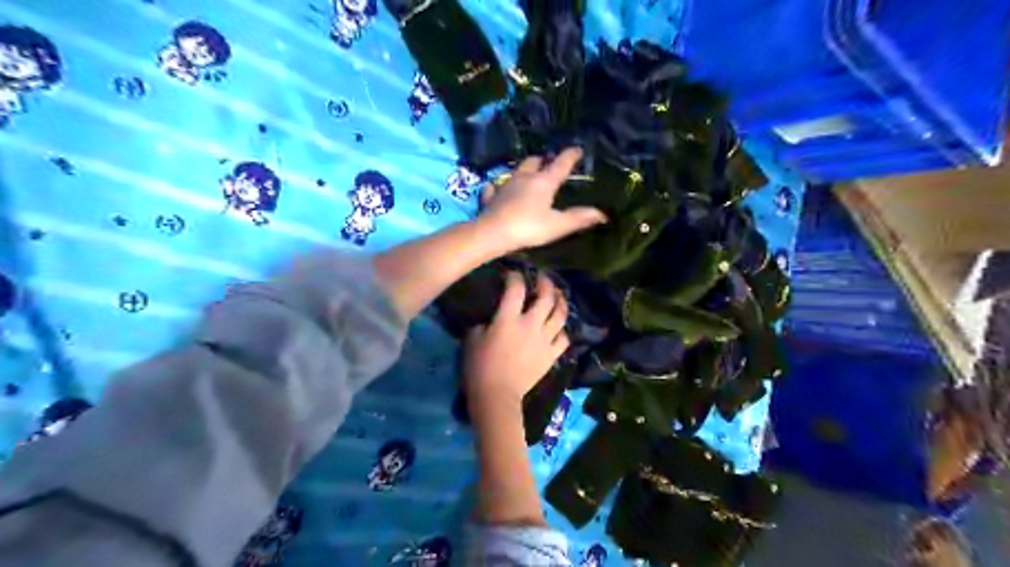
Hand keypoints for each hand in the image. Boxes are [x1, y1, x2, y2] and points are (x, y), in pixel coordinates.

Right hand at [463, 273, 566, 408]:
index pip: (516, 289)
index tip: (513, 274)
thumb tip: (492, 318)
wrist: (497, 396)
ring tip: (558, 296)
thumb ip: (484, 323)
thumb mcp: (472, 339)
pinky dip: (563, 330)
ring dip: (561, 302)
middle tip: (543, 278)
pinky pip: (563, 339)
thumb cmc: (479, 368)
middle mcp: (530, 325)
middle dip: (546, 283)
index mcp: (508, 319)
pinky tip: (560, 326)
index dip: (515, 277)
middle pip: (546, 297)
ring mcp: (544, 340)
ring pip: (560, 315)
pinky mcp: (551, 355)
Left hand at [478, 146, 610, 249]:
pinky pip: (494, 187)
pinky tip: (497, 189)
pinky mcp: (491, 196)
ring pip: (516, 171)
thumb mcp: (557, 225)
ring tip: (529, 174)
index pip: (560, 164)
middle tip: (549, 163)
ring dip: (524, 170)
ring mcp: (505, 185)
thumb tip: (602, 213)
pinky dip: (498, 187)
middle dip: (543, 160)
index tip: (577, 149)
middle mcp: (524, 177)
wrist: (492, 233)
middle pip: (534, 161)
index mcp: (543, 181)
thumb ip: (578, 218)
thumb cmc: (528, 227)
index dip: (570, 155)